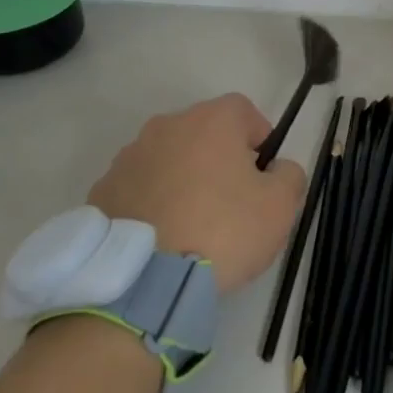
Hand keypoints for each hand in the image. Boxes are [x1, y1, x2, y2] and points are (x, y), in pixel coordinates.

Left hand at [86, 94, 305, 293]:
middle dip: (219, 158)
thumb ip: (289, 175)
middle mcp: (166, 127)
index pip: (243, 110)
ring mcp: (129, 158)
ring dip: (183, 178)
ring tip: (192, 224)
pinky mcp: (102, 191)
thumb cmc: (222, 231)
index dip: (259, 138)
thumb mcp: (281, 206)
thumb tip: (277, 169)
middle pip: (203, 132)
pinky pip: (140, 187)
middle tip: (231, 201)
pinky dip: (153, 202)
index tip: (263, 173)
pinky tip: (162, 237)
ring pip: (169, 158)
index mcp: (210, 121)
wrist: (143, 282)